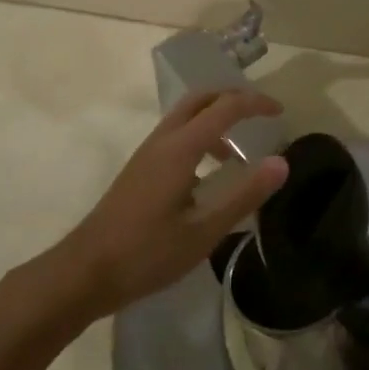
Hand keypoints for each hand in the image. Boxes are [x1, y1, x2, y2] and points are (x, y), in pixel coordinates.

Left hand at [49, 91, 287, 322]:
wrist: (86, 270)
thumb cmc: (147, 253)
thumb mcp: (204, 230)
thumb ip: (245, 195)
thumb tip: (281, 162)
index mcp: (181, 147)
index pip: (225, 108)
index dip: (255, 103)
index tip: (280, 112)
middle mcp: (163, 139)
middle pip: (201, 99)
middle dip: (232, 99)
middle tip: (260, 115)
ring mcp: (147, 152)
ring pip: (185, 116)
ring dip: (214, 119)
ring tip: (237, 153)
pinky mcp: (140, 168)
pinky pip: (175, 135)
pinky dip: (199, 137)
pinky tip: (207, 175)